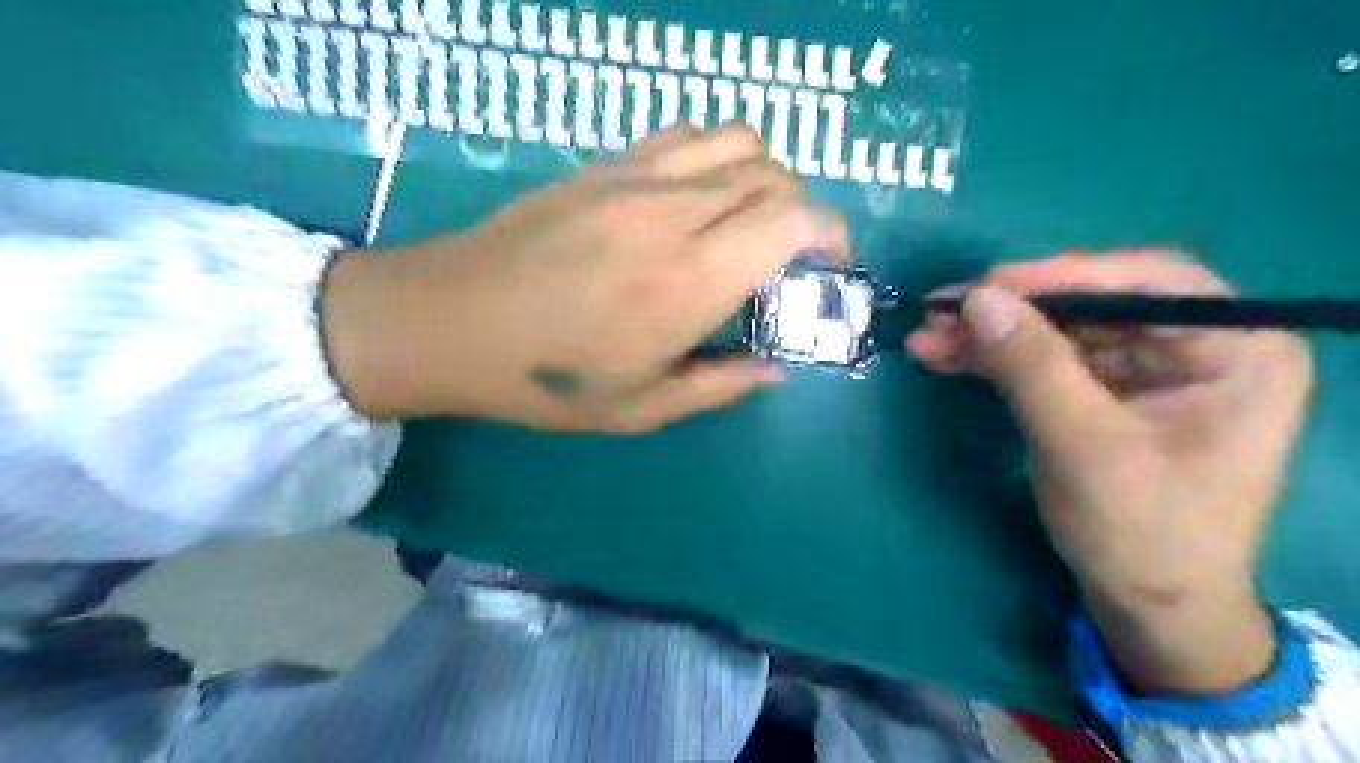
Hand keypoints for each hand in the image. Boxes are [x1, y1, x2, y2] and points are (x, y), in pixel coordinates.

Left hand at [322, 127, 845, 432]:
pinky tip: (697, 197)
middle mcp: (674, 214)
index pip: (793, 220)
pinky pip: (686, 135)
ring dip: (763, 177)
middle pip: (774, 176)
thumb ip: (720, 385)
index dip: (831, 233)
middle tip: (787, 258)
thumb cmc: (545, 379)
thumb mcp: (641, 409)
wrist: (449, 321)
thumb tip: (776, 368)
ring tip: (747, 221)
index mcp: (690, 281)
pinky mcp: (605, 163)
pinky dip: (715, 157)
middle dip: (803, 212)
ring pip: (737, 141)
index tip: (830, 265)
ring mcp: (636, 177)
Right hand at [907, 252, 1310, 694]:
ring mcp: (1145, 370)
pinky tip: (948, 357)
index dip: (1060, 276)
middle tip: (940, 312)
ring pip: (1056, 331)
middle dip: (1009, 311)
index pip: (1146, 282)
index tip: (985, 288)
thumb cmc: (1140, 532)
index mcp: (1235, 350)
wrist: (1146, 607)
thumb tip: (976, 298)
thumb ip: (1032, 366)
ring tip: (926, 338)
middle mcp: (1194, 347)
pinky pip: (1044, 361)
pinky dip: (995, 359)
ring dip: (989, 335)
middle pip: (1090, 305)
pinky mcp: (1103, 393)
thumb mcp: (1083, 445)